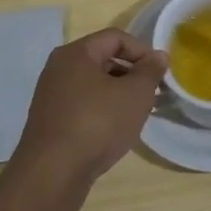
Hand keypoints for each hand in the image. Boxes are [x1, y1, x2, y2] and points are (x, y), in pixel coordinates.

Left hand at [11, 28, 167, 190]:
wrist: (52, 174)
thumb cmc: (97, 124)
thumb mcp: (135, 95)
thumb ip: (150, 71)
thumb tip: (158, 56)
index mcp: (76, 53)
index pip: (115, 37)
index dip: (142, 50)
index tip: (160, 72)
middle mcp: (59, 68)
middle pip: (103, 59)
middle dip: (132, 73)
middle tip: (153, 94)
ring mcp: (51, 96)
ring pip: (93, 85)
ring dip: (119, 94)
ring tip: (139, 114)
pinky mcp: (50, 121)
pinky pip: (83, 105)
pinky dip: (103, 110)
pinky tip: (116, 130)